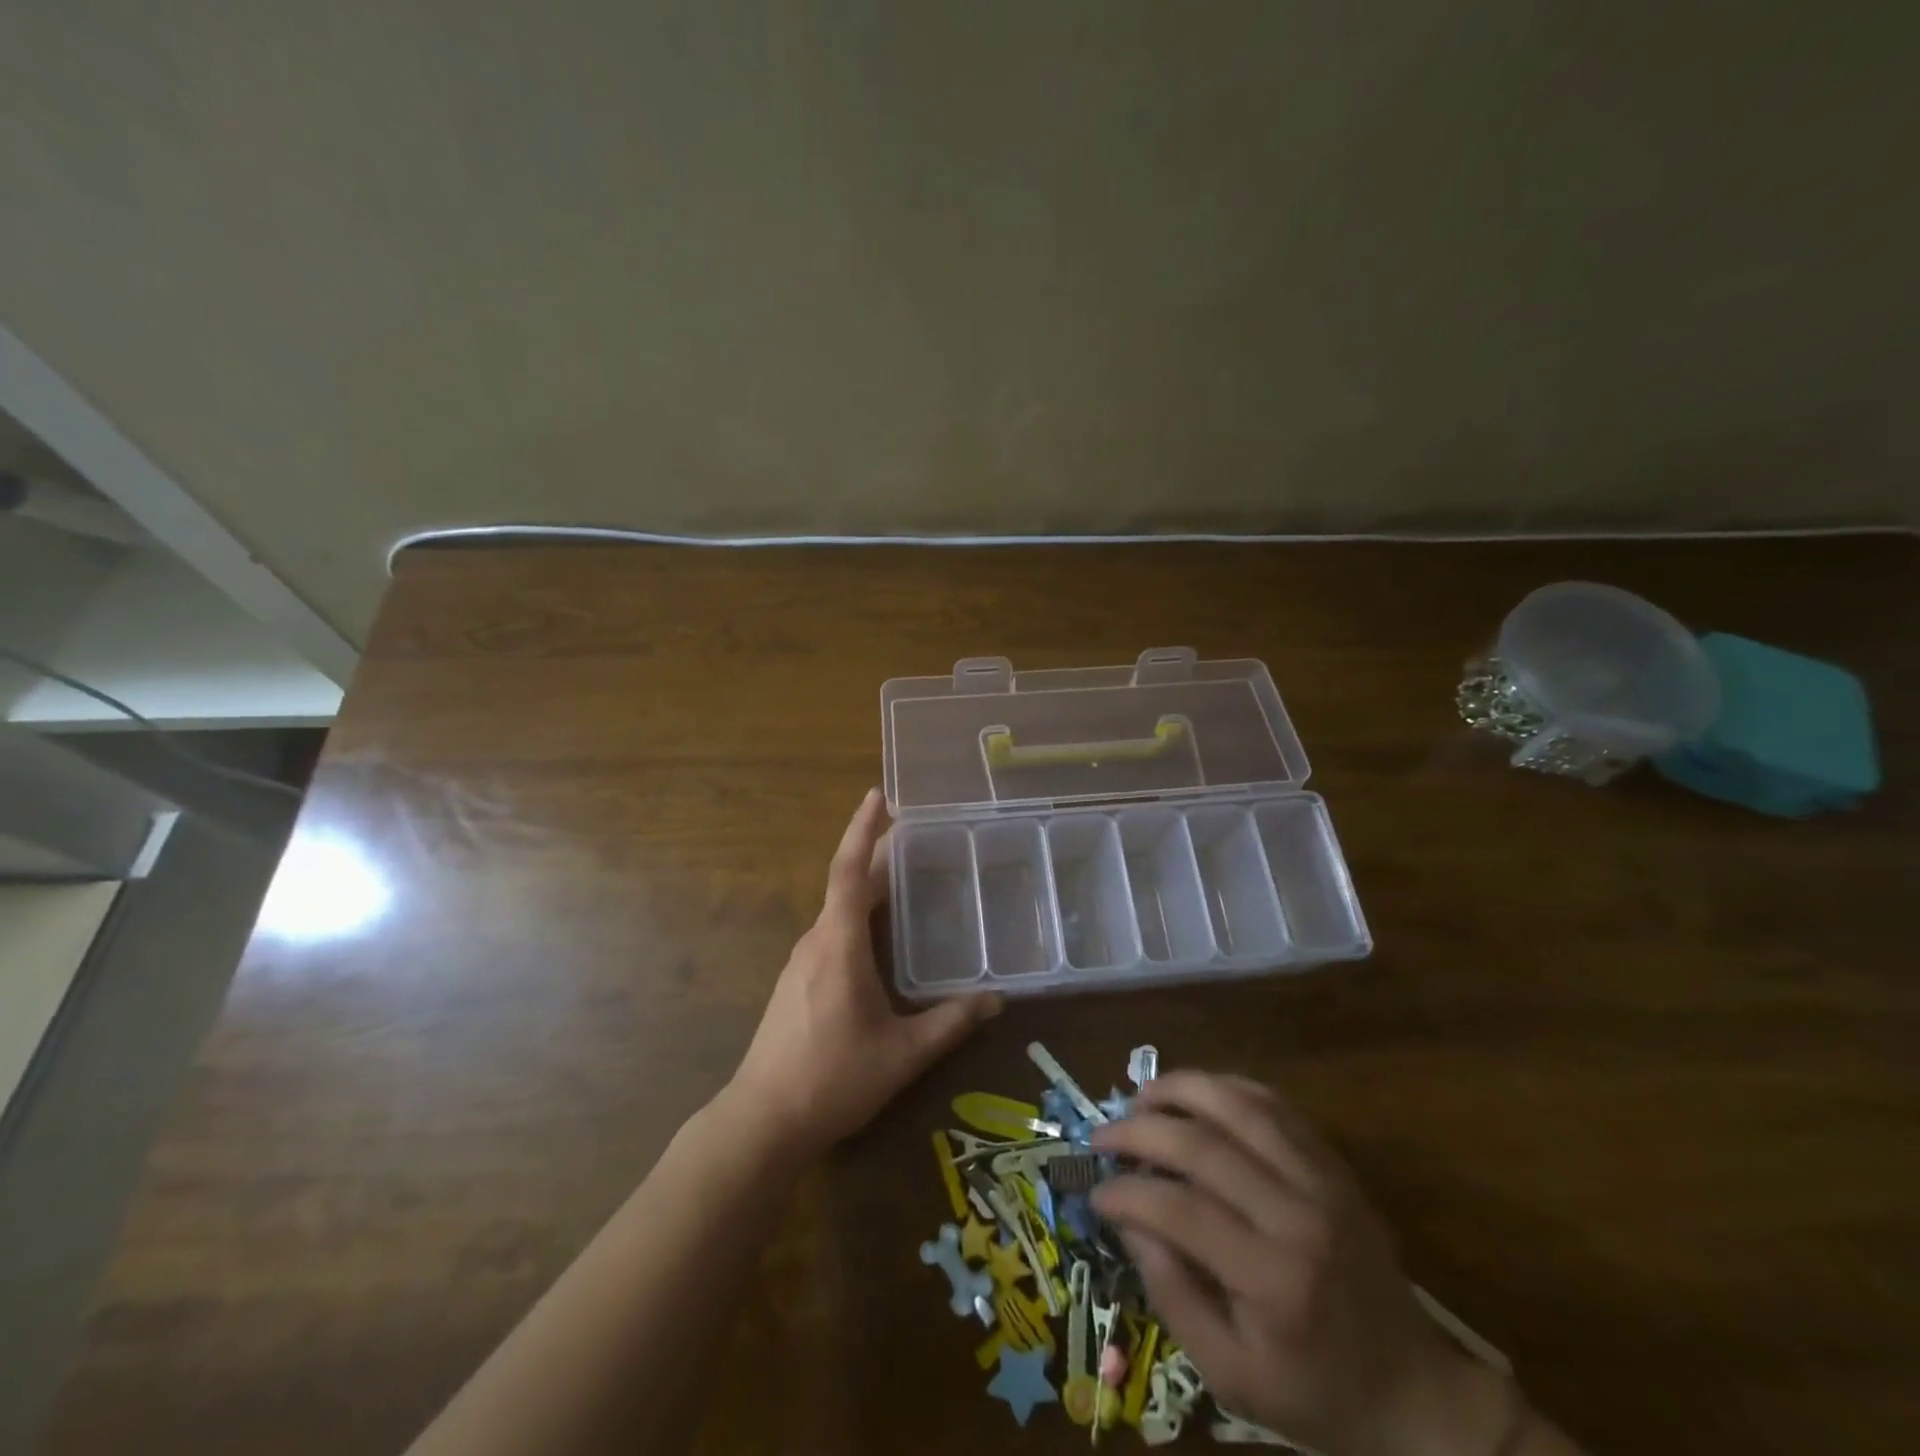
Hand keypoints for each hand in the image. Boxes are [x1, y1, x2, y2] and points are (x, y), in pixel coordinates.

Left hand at [729, 789, 1001, 1156]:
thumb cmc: (832, 1079)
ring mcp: (800, 962)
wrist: (762, 1120)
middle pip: (846, 884)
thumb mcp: (902, 1054)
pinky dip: (857, 917)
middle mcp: (816, 942)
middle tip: (914, 835)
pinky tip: (880, 937)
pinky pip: (831, 933)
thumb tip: (996, 1000)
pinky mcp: (796, 982)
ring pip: (838, 910)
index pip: (849, 872)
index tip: (879, 796)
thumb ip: (950, 1023)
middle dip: (875, 854)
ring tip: (905, 879)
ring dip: (866, 888)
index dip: (863, 830)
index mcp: (838, 944)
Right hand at [1091, 1073, 1509, 1455]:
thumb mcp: (1231, 1376)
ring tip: (1141, 1097)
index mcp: (1272, 1279)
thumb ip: (1172, 1296)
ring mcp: (1321, 1179)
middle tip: (1102, 1136)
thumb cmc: (1314, 1392)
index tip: (1095, 1192)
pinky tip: (1196, 1093)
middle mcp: (1297, 1214)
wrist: (1413, 1390)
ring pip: (1238, 1105)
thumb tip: (1129, 1222)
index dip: (1126, 1193)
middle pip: (1202, 1144)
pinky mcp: (1332, 1163)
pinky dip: (1226, 1087)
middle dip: (1139, 1131)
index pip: (1179, 1210)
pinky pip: (1273, 1103)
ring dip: (1180, 1090)